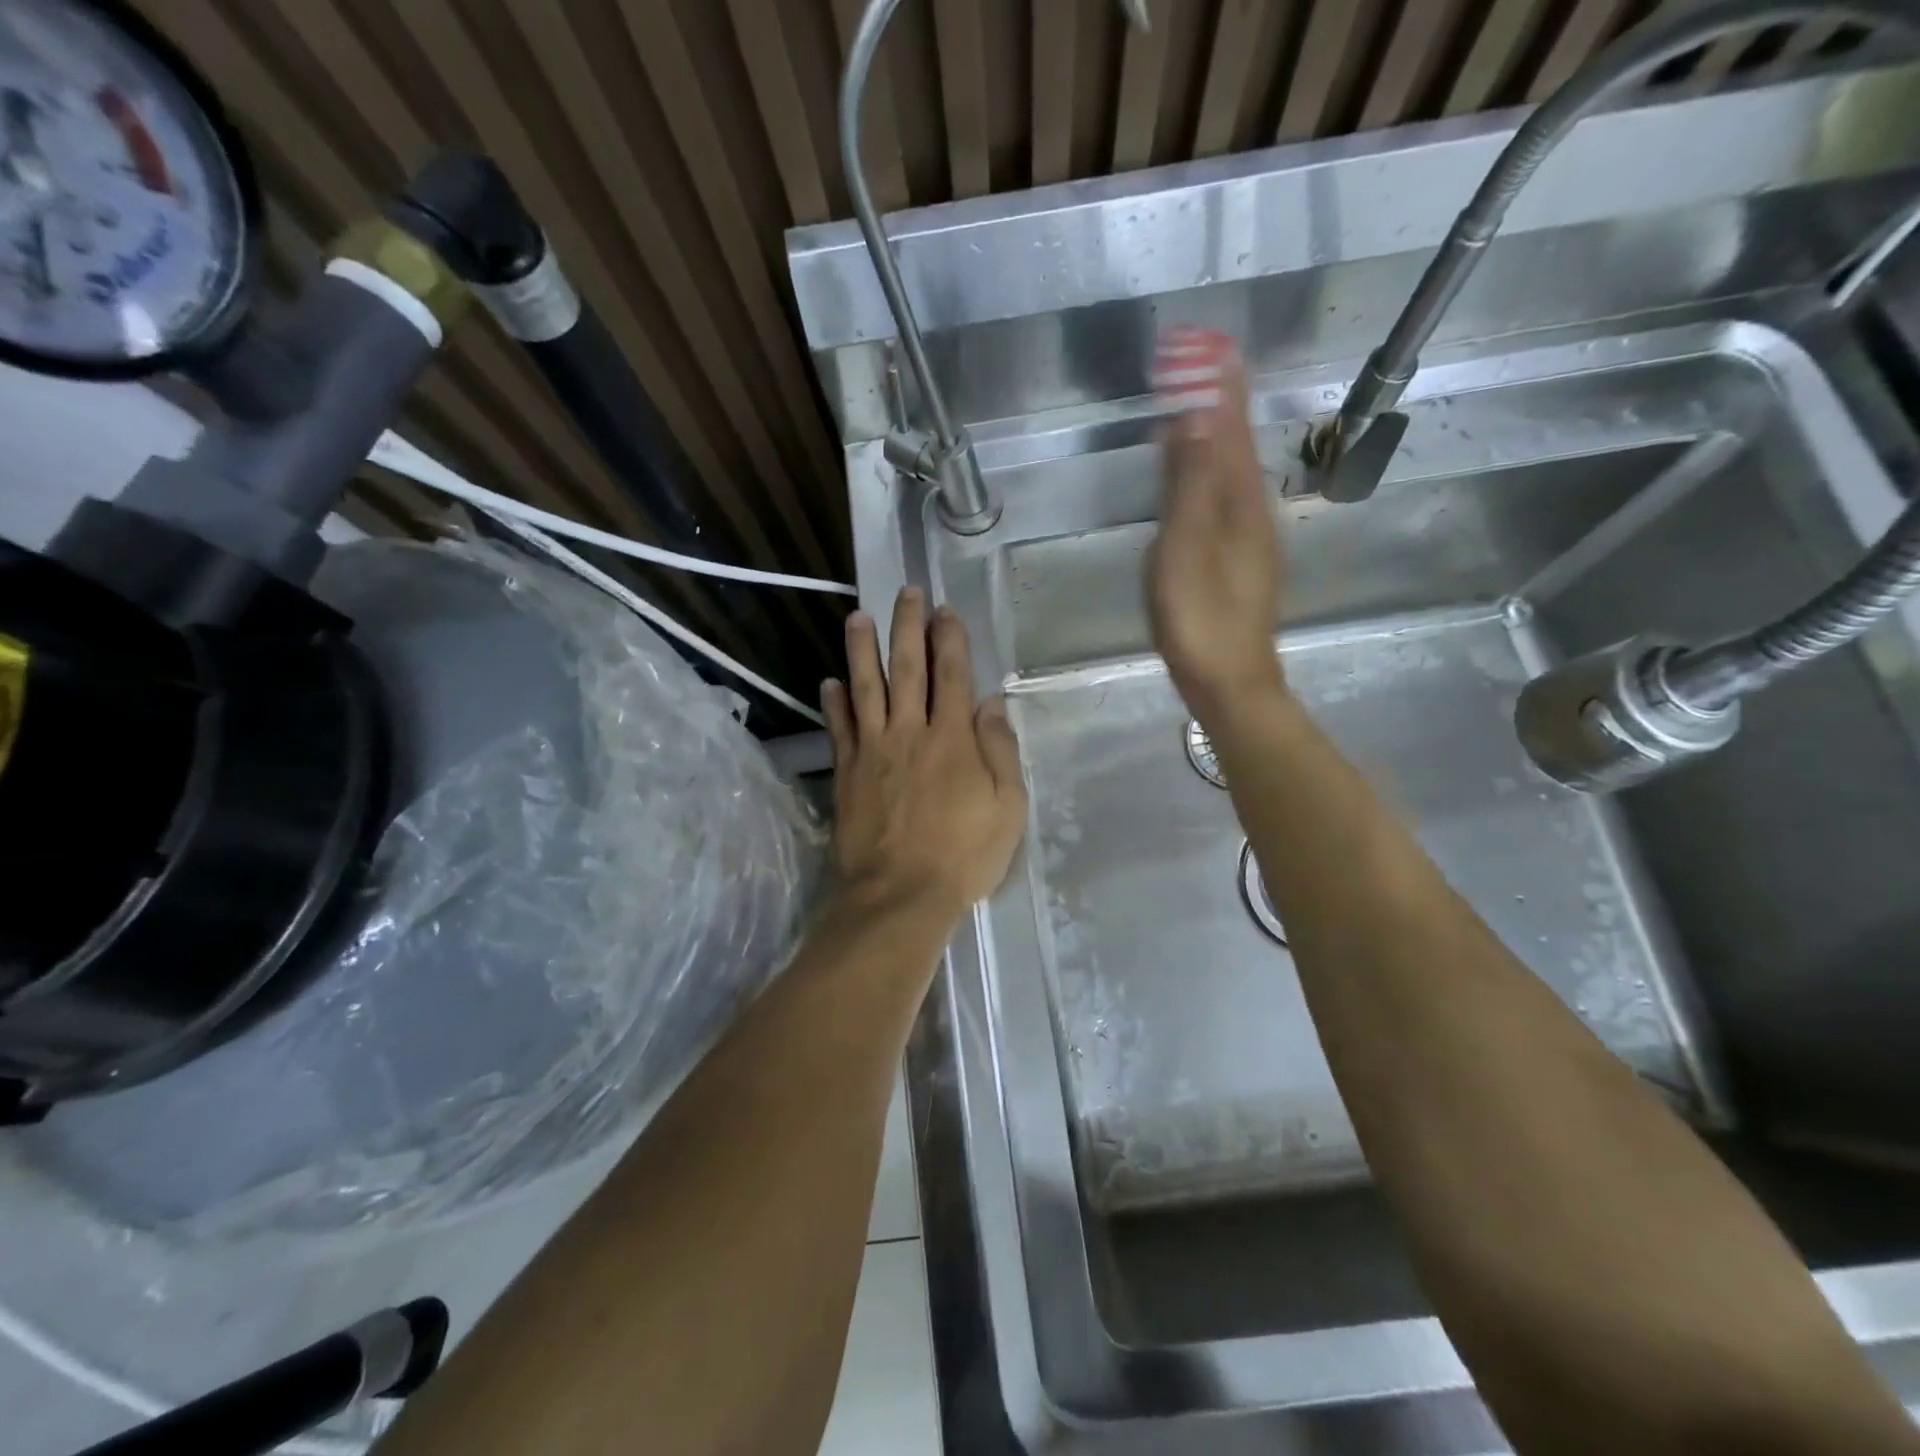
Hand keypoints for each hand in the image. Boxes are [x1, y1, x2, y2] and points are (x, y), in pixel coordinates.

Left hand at [823, 587, 1027, 919]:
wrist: (899, 896)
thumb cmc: (963, 856)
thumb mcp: (1006, 808)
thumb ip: (1000, 752)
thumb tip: (991, 704)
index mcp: (953, 739)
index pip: (952, 676)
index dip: (950, 639)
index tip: (946, 610)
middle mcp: (910, 733)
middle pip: (907, 669)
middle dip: (907, 628)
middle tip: (905, 593)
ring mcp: (873, 751)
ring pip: (865, 689)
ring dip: (861, 651)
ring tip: (857, 618)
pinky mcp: (847, 774)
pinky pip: (839, 729)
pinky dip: (833, 703)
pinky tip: (828, 682)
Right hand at [1146, 327, 1287, 725]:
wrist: (1231, 680)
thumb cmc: (1200, 617)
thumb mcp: (1185, 548)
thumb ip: (1190, 485)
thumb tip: (1197, 417)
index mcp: (1239, 501)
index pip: (1230, 428)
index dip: (1218, 387)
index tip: (1210, 344)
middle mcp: (1253, 510)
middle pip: (1237, 443)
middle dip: (1220, 401)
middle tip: (1200, 364)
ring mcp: (1252, 538)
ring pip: (1235, 471)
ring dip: (1218, 434)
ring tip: (1197, 408)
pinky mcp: (1242, 561)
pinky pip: (1228, 497)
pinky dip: (1214, 471)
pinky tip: (1201, 478)